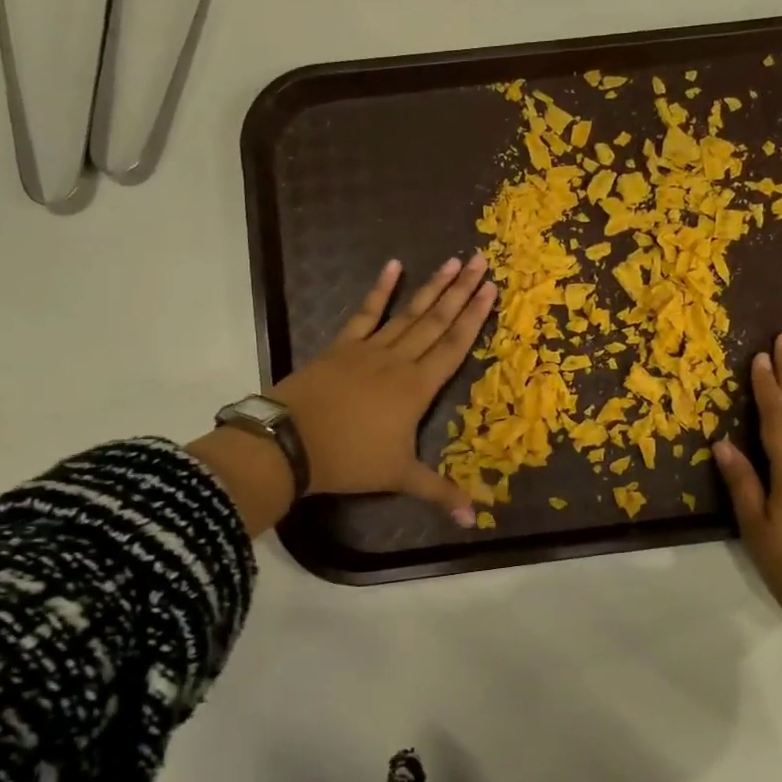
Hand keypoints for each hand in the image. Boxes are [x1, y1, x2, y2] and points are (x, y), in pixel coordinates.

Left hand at [270, 254, 494, 524]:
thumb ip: (439, 492)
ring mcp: (369, 349)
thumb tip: (474, 519)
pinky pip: (366, 312)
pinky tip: (394, 267)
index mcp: (417, 388)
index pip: (454, 346)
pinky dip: (380, 290)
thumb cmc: (349, 460)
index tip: (491, 289)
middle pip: (437, 321)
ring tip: (453, 261)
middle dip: (461, 291)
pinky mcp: (342, 346)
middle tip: (481, 261)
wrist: (290, 442)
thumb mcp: (399, 478)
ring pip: (408, 313)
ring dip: (432, 286)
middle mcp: (399, 361)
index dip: (474, 318)